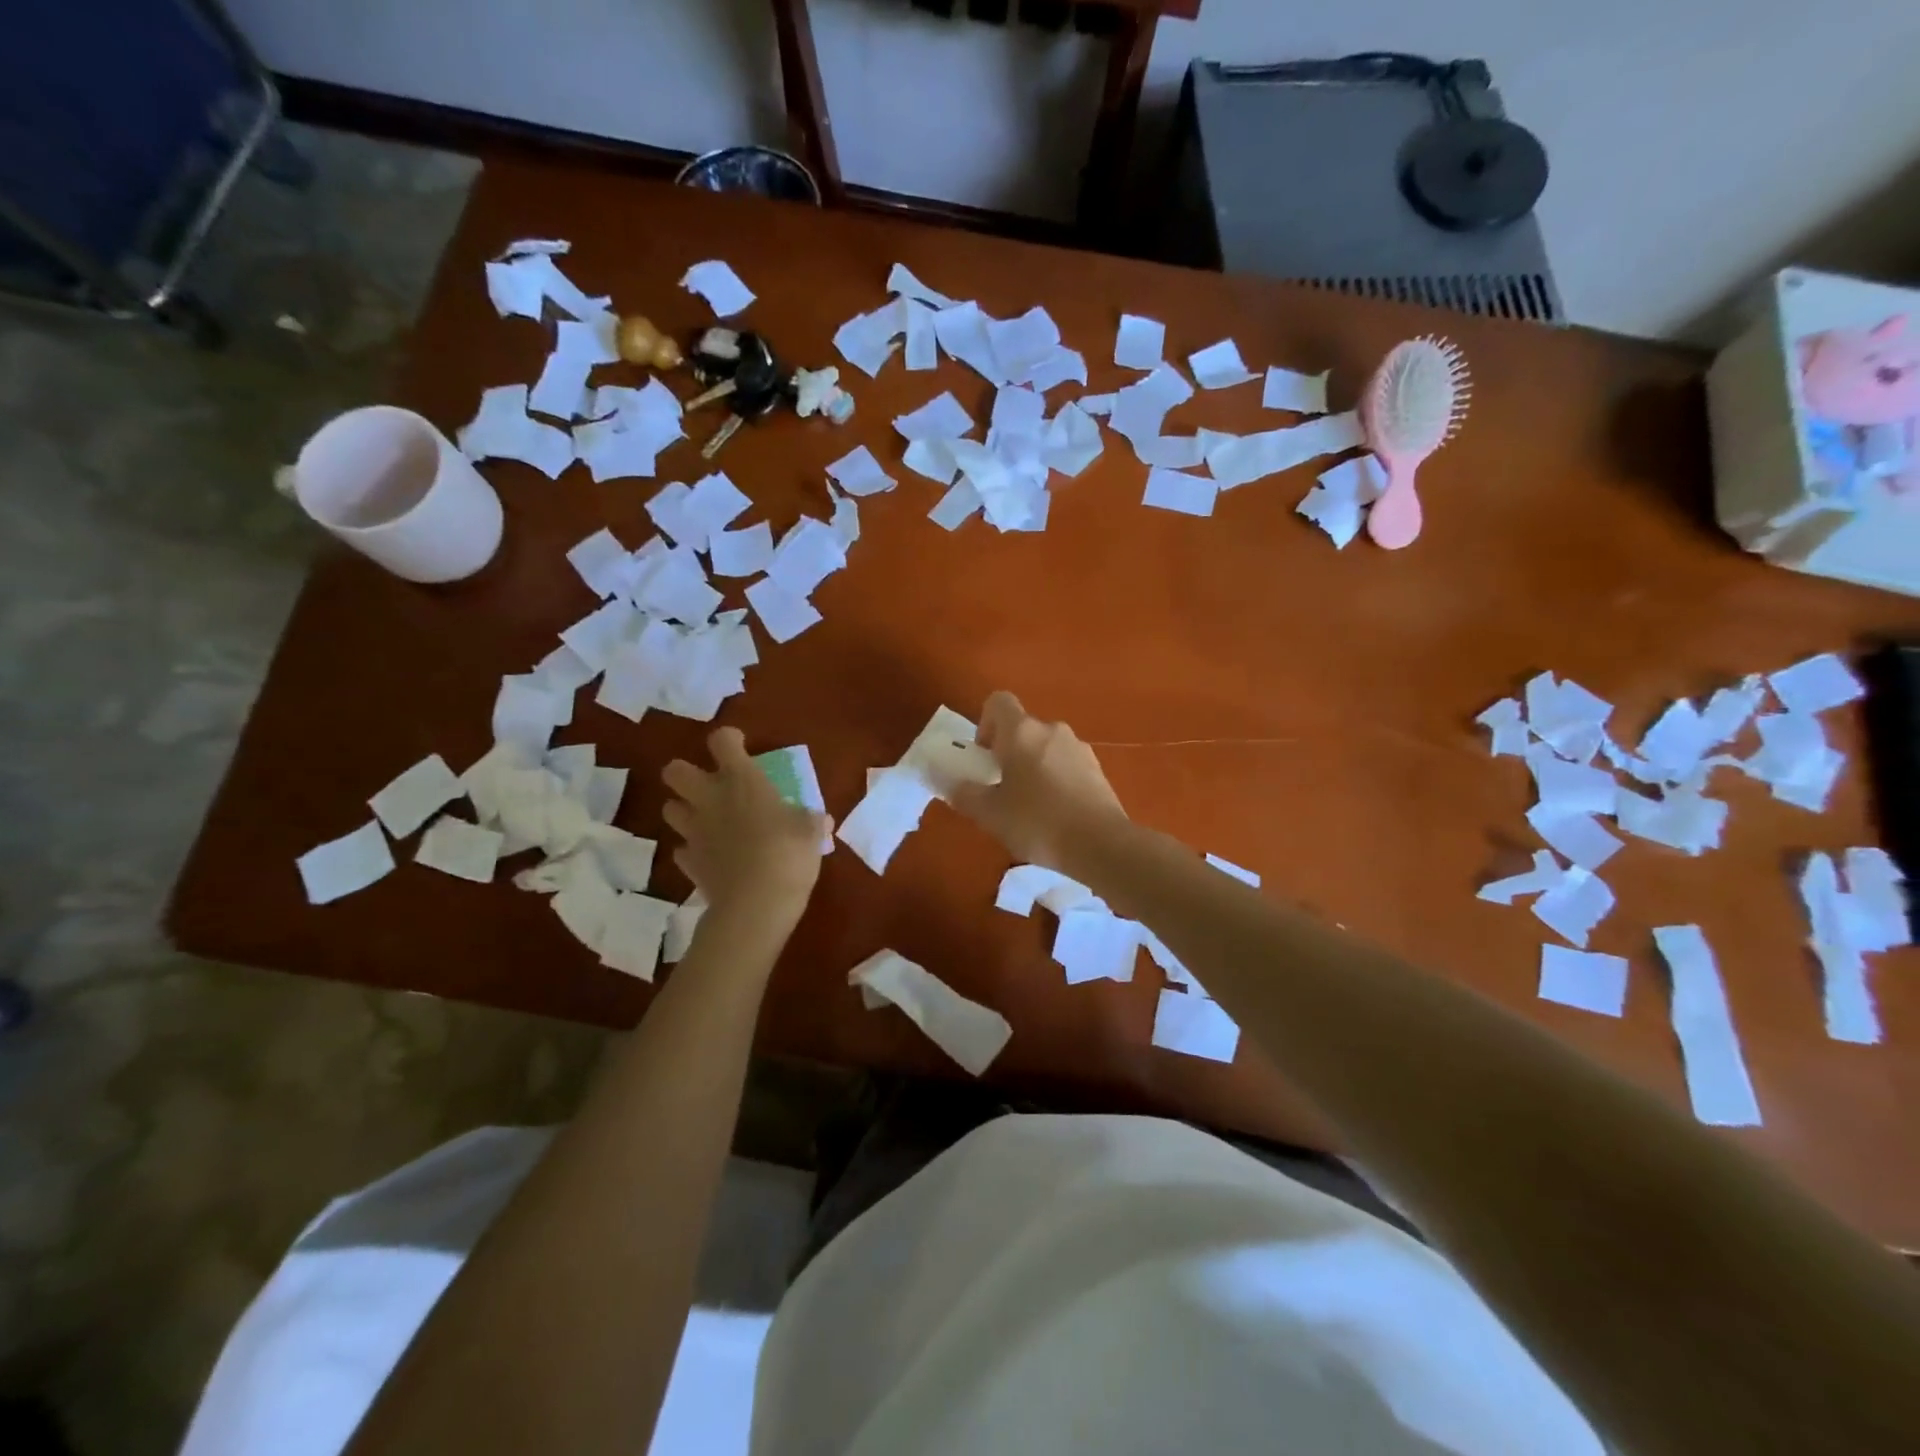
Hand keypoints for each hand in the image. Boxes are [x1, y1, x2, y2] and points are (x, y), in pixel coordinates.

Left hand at [662, 728, 827, 928]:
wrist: (757, 904)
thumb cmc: (788, 854)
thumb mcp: (811, 833)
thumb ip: (811, 820)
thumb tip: (821, 819)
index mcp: (741, 780)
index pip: (722, 741)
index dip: (729, 740)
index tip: (741, 747)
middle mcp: (710, 799)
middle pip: (674, 770)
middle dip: (686, 773)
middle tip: (710, 785)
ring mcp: (694, 831)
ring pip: (669, 808)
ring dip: (685, 810)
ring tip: (706, 819)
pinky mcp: (689, 862)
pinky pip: (683, 849)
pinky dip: (693, 849)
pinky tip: (711, 856)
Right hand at [947, 691, 1126, 871]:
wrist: (1100, 844)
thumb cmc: (1037, 822)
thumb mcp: (990, 814)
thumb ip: (966, 795)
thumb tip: (955, 786)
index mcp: (1022, 732)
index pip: (998, 702)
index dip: (985, 722)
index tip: (984, 755)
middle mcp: (1052, 730)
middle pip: (1023, 729)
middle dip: (1008, 752)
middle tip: (1000, 788)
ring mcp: (1079, 749)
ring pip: (1046, 748)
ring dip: (1033, 767)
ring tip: (1029, 807)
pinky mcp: (1098, 770)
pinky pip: (1067, 766)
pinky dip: (1056, 781)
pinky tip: (1055, 815)